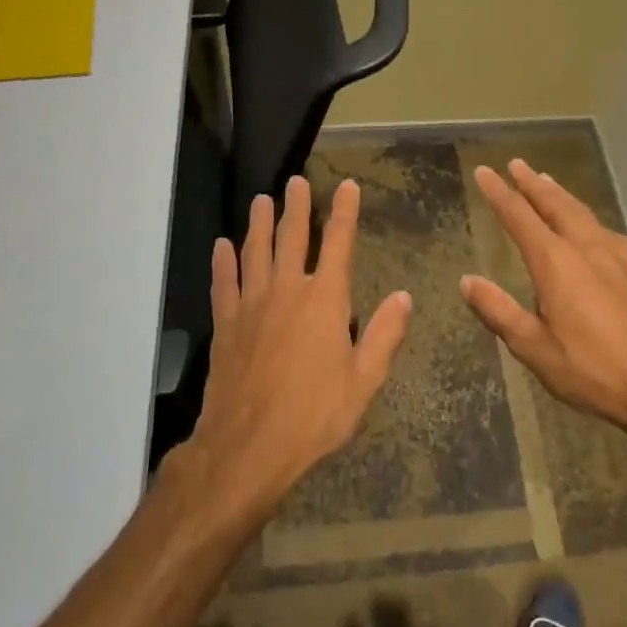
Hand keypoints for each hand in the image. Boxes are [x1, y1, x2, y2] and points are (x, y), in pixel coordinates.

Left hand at [189, 175, 411, 513]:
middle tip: (295, 182)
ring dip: (258, 223)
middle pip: (291, 237)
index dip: (344, 211)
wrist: (249, 445)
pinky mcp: (225, 324)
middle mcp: (286, 290)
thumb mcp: (364, 379)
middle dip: (295, 206)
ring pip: (254, 252)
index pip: (338, 243)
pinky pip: (224, 282)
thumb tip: (404, 296)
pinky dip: (223, 262)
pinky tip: (222, 246)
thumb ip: (384, 334)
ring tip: (260, 200)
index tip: (346, 185)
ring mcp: (251, 304)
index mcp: (324, 300)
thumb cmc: (315, 414)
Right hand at [460, 159, 626, 448]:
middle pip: (556, 205)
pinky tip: (593, 227)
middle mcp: (586, 249)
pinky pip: (605, 230)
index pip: (520, 218)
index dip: (500, 194)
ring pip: (583, 214)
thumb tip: (467, 281)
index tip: (484, 172)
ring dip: (561, 195)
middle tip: (517, 164)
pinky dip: (588, 217)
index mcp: (557, 264)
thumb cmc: (591, 369)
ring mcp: (616, 258)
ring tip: (548, 181)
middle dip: (533, 184)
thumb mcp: (534, 347)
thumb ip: (499, 311)